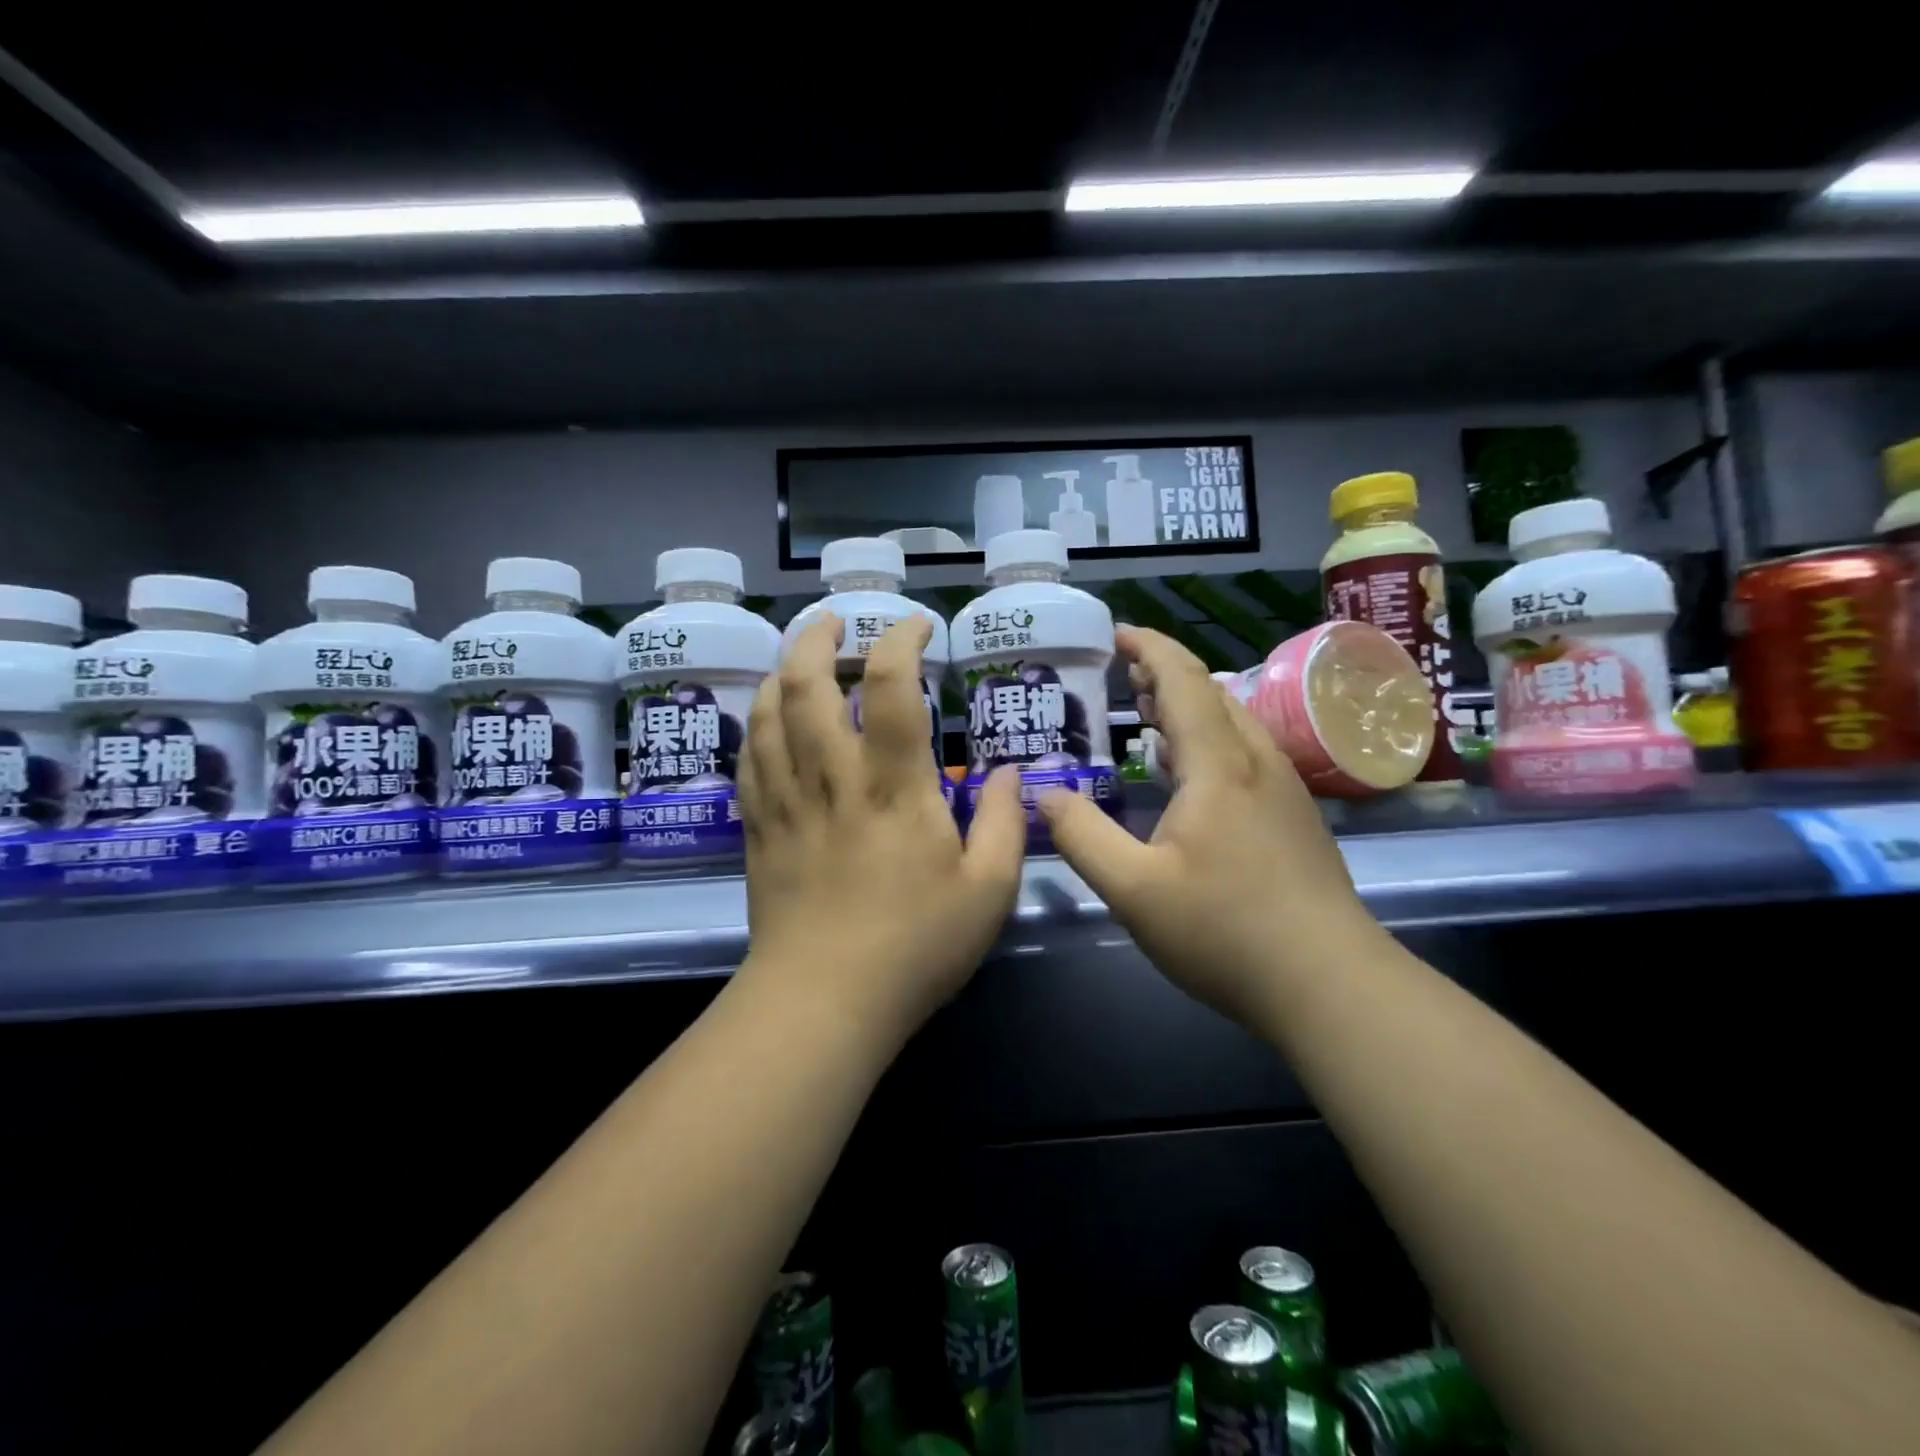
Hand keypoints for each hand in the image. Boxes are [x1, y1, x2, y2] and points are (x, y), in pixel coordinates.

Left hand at [735, 614, 1025, 1046]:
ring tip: (801, 657)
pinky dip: (756, 722)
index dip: (901, 640)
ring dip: (781, 670)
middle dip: (818, 637)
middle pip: (806, 683)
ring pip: (767, 712)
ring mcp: (786, 801)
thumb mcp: (988, 891)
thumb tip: (1013, 773)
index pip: (890, 685)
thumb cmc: (915, 947)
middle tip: (838, 622)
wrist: (822, 1003)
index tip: (917, 628)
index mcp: (893, 787)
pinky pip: (747, 757)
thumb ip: (1006, 824)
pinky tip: (768, 718)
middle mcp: (832, 778)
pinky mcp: (758, 828)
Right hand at [1038, 627, 1384, 1026]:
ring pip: (1232, 723)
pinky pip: (1244, 753)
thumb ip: (1081, 835)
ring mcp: (1283, 789)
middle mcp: (1257, 761)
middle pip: (1211, 693)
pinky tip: (1188, 775)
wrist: (1329, 983)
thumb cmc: (1224, 929)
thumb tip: (1043, 793)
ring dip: (1188, 707)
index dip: (1148, 648)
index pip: (1182, 679)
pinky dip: (1207, 740)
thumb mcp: (1133, 889)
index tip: (1115, 634)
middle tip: (1121, 676)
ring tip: (1147, 715)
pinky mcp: (1294, 817)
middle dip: (1164, 674)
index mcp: (1218, 763)